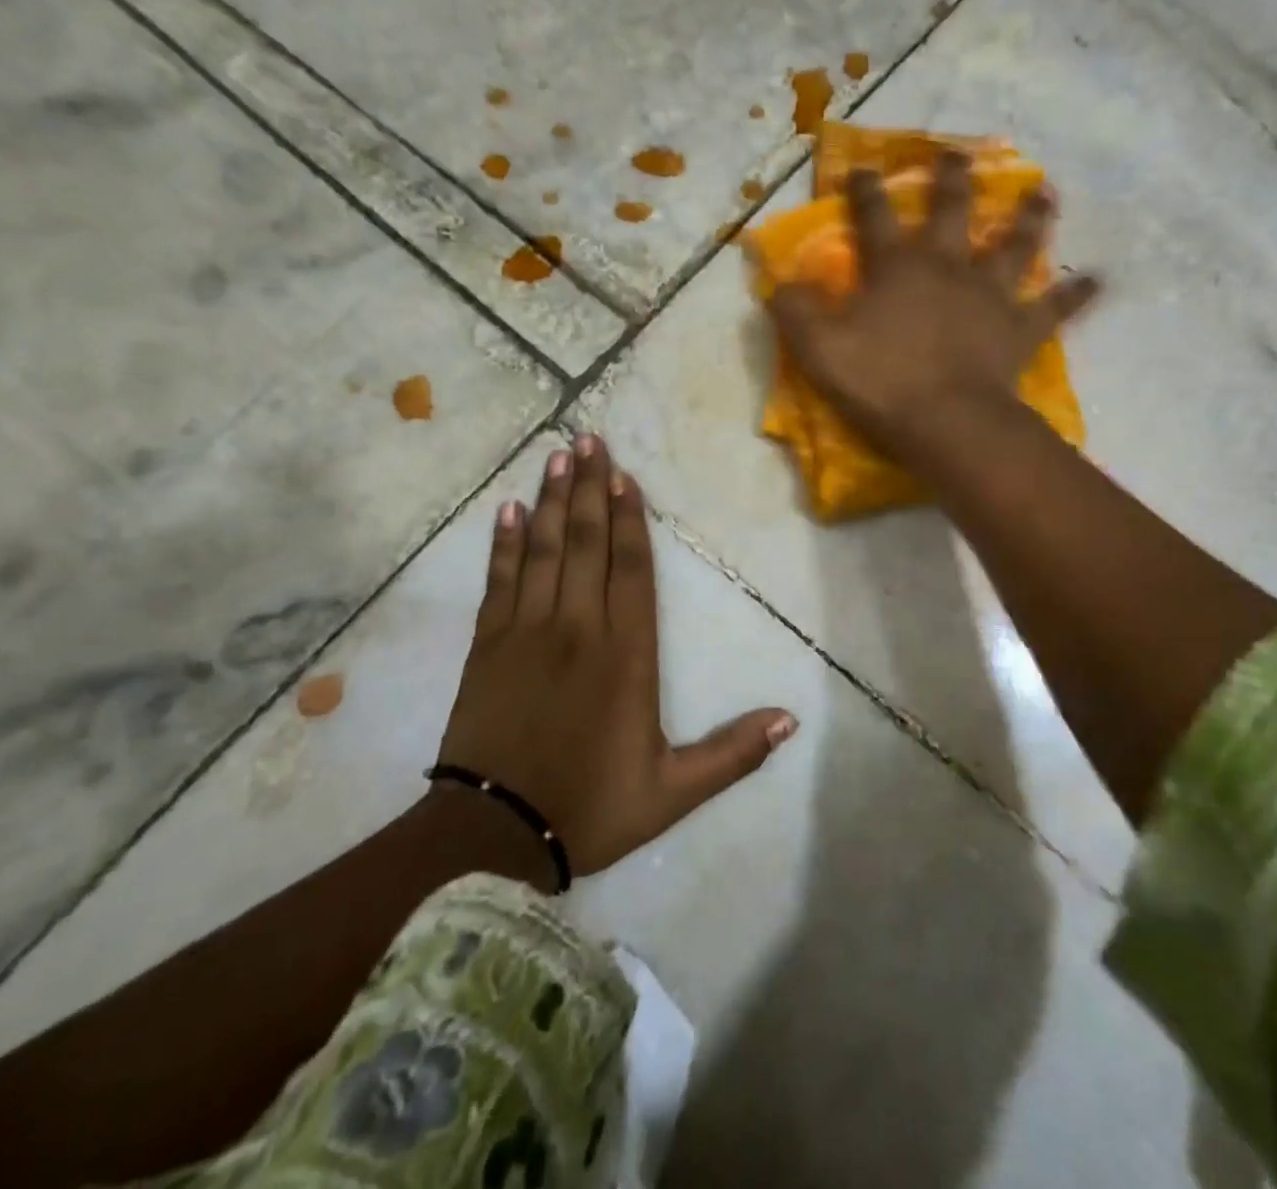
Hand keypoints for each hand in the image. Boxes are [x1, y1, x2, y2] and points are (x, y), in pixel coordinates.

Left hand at [436, 435, 797, 877]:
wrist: (491, 836)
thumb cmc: (588, 808)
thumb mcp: (672, 792)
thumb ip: (731, 754)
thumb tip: (789, 720)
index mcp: (625, 656)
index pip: (631, 571)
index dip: (629, 520)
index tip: (625, 477)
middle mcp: (577, 629)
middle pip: (585, 543)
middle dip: (588, 488)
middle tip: (588, 440)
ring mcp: (526, 632)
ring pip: (544, 551)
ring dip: (552, 501)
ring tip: (557, 456)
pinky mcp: (487, 646)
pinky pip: (499, 581)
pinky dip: (504, 543)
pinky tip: (509, 511)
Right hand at [766, 151, 1100, 460]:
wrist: (947, 422)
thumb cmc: (881, 384)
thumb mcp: (819, 351)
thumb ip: (796, 312)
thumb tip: (779, 282)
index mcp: (897, 268)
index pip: (875, 217)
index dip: (865, 190)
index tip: (861, 166)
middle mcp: (947, 267)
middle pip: (953, 212)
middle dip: (952, 180)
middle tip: (960, 154)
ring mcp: (990, 295)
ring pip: (1015, 245)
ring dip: (1029, 218)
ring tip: (1046, 194)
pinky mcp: (1020, 329)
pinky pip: (1055, 307)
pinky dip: (1077, 294)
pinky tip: (1099, 280)